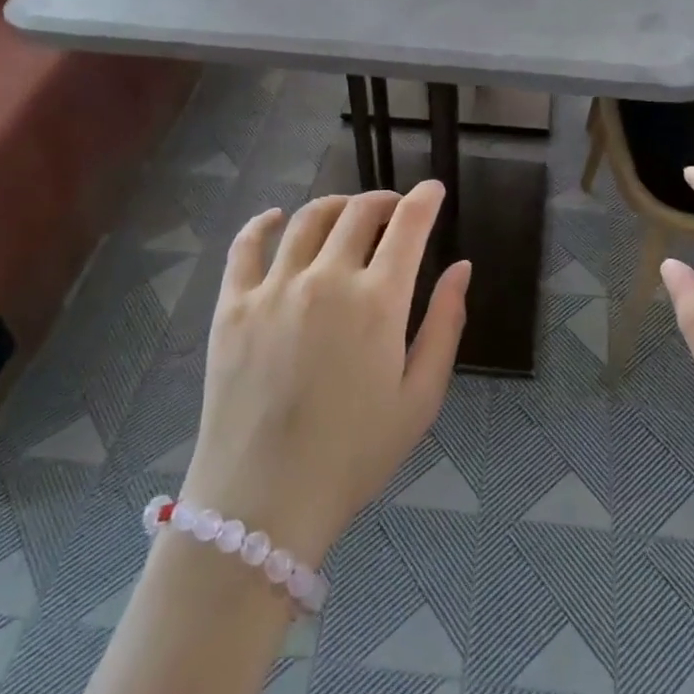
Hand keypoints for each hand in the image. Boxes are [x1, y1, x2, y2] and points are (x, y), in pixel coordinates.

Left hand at [180, 183, 470, 562]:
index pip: (408, 225)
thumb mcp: (421, 399)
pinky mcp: (232, 305)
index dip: (425, 199)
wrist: (263, 504)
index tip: (433, 190)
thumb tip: (461, 267)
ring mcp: (274, 288)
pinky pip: (245, 245)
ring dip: (335, 206)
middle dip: (384, 200)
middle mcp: (326, 279)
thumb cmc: (354, 455)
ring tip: (347, 214)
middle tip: (394, 210)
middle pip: (359, 211)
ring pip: (308, 219)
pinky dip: (263, 222)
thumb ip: (446, 325)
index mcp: (377, 302)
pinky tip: (275, 218)